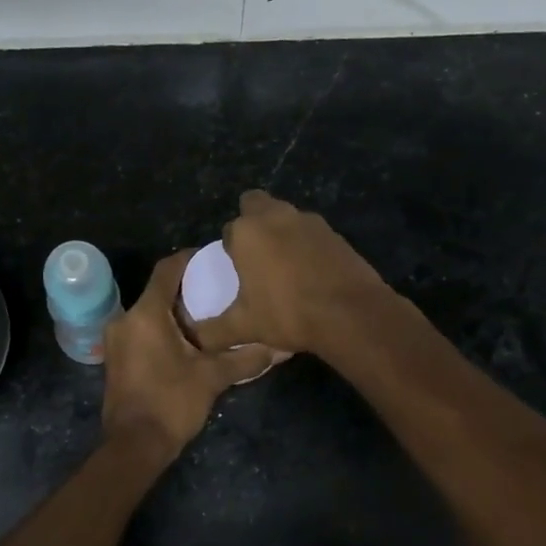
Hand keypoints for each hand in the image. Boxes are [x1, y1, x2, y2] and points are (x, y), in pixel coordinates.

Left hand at [102, 251, 258, 459]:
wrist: (134, 446)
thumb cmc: (171, 402)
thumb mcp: (213, 377)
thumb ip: (245, 357)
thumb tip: (279, 348)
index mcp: (146, 314)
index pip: (166, 270)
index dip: (189, 259)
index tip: (212, 257)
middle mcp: (125, 320)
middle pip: (158, 292)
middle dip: (187, 289)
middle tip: (218, 289)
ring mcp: (117, 341)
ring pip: (149, 313)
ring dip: (175, 312)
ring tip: (209, 315)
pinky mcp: (117, 359)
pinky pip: (142, 331)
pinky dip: (163, 329)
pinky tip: (189, 341)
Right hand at [192, 191, 388, 355]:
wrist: (350, 314)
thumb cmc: (288, 313)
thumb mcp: (244, 327)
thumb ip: (213, 332)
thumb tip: (194, 339)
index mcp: (247, 231)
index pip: (229, 230)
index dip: (231, 249)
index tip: (237, 272)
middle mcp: (277, 216)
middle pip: (255, 205)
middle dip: (252, 223)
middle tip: (256, 258)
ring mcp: (310, 221)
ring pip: (286, 217)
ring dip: (281, 233)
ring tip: (284, 269)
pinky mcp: (335, 233)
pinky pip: (312, 233)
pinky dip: (307, 246)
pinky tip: (311, 275)